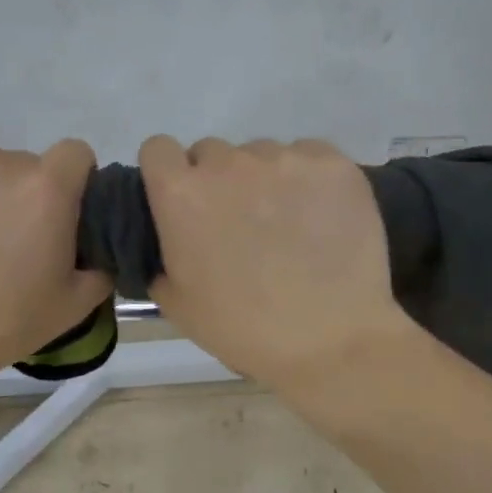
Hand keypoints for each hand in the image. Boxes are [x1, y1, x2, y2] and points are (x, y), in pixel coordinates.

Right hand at [138, 137, 414, 392]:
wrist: (331, 342)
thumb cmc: (244, 329)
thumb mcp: (176, 303)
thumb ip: (160, 254)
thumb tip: (172, 236)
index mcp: (182, 194)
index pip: (158, 150)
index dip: (169, 175)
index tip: (184, 201)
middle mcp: (230, 163)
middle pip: (213, 153)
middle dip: (219, 181)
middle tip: (239, 223)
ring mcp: (285, 159)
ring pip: (263, 155)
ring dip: (265, 180)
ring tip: (288, 225)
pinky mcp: (333, 164)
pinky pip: (309, 156)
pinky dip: (309, 180)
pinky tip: (321, 216)